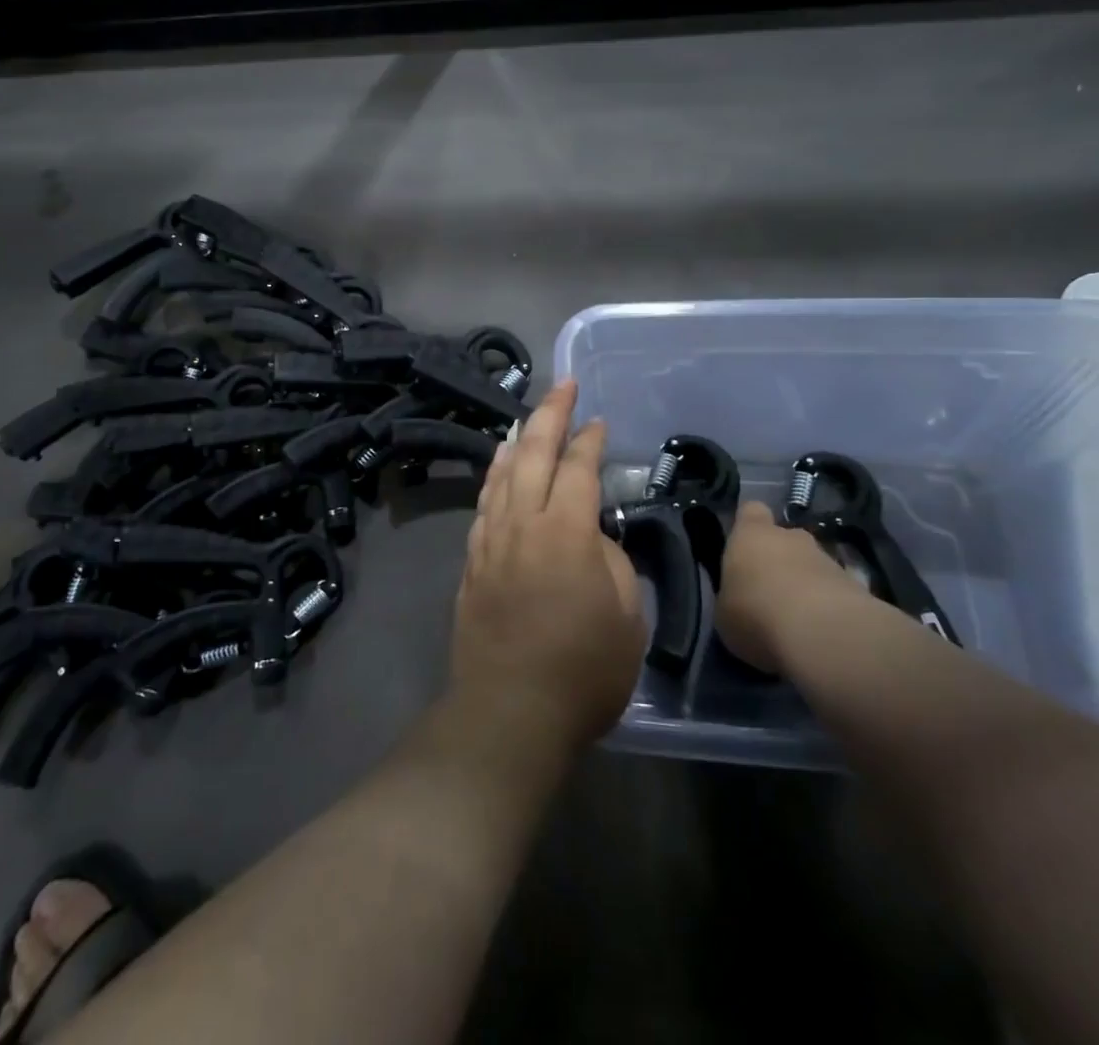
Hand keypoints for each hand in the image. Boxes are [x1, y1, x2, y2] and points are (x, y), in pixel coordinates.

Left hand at [450, 380, 646, 755]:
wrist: (509, 711)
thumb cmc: (582, 671)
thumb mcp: (626, 618)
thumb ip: (612, 563)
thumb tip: (593, 537)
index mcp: (566, 532)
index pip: (578, 469)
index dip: (590, 440)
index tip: (599, 421)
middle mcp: (523, 524)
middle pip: (533, 454)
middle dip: (549, 414)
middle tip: (563, 387)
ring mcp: (491, 541)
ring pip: (501, 475)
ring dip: (516, 441)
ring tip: (525, 419)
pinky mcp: (472, 563)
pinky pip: (484, 505)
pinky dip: (493, 478)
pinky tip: (498, 471)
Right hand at [713, 500, 867, 673]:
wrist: (824, 635)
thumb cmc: (757, 614)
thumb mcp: (725, 613)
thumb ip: (733, 598)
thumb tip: (740, 600)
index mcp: (751, 535)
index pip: (751, 511)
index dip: (748, 525)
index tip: (744, 546)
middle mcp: (791, 538)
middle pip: (786, 538)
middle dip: (781, 560)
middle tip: (771, 592)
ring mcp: (828, 560)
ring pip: (813, 566)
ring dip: (807, 585)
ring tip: (799, 620)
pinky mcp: (858, 587)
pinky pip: (837, 592)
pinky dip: (830, 607)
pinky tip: (823, 633)